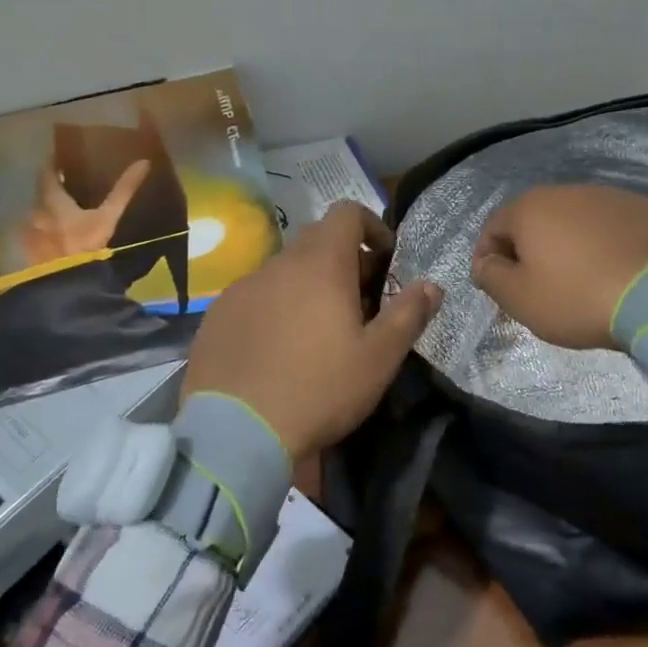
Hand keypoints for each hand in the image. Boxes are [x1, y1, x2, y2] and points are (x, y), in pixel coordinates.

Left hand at [20, 158, 151, 263]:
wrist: (67, 282)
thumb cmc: (87, 245)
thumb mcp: (109, 217)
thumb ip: (123, 190)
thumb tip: (143, 163)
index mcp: (51, 199)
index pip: (46, 171)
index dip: (53, 161)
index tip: (63, 155)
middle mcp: (34, 210)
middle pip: (41, 191)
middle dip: (53, 185)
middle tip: (70, 182)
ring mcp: (28, 231)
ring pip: (38, 211)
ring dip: (49, 207)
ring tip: (66, 208)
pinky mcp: (28, 249)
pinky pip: (35, 230)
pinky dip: (45, 225)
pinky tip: (58, 233)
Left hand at [183, 202, 443, 457]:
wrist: (237, 433)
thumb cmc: (320, 389)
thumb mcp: (378, 358)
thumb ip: (408, 315)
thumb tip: (432, 285)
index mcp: (320, 264)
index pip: (346, 213)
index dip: (372, 226)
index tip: (386, 258)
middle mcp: (276, 265)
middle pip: (315, 242)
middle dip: (343, 261)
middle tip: (360, 301)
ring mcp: (240, 290)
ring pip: (282, 272)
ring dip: (307, 286)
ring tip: (318, 331)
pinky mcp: (215, 318)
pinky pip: (254, 298)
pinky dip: (275, 308)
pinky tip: (278, 350)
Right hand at [472, 185, 647, 349]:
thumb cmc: (578, 296)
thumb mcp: (520, 298)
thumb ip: (491, 277)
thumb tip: (485, 263)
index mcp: (530, 208)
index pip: (493, 228)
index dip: (486, 257)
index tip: (492, 285)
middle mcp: (568, 191)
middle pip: (535, 221)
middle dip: (528, 250)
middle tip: (533, 285)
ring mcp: (611, 196)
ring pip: (574, 222)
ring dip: (567, 246)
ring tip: (577, 280)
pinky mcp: (647, 209)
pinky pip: (610, 228)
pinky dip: (602, 246)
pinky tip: (612, 272)